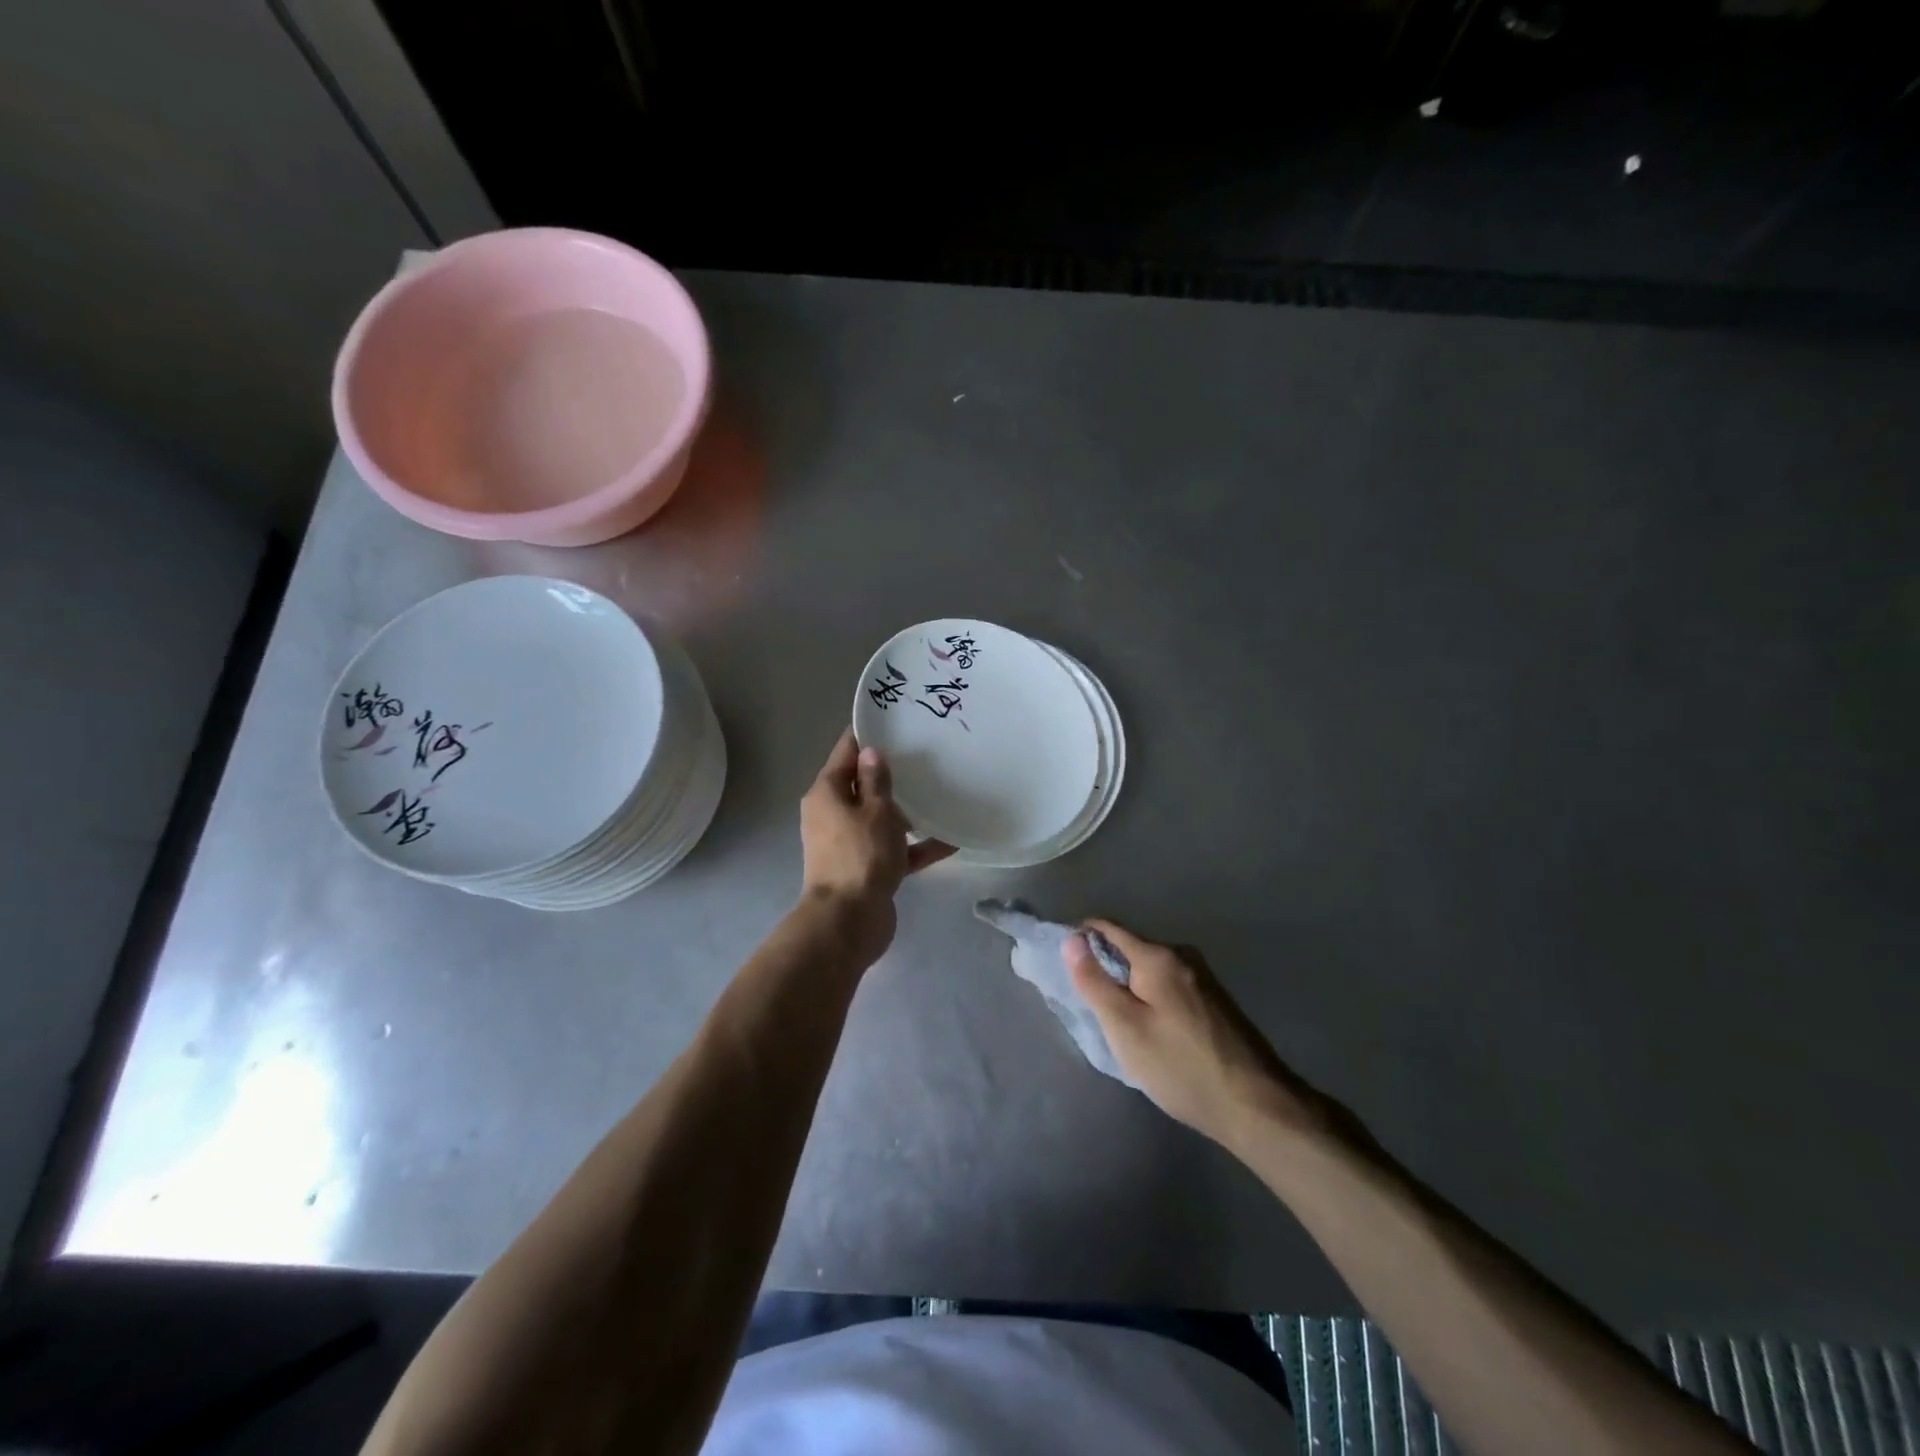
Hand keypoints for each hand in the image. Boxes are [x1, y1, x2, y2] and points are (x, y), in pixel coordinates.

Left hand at [798, 730, 952, 964]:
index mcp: (827, 793)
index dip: (868, 733)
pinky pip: (894, 849)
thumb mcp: (875, 810)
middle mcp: (833, 814)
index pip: (846, 751)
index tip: (895, 718)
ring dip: (907, 810)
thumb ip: (877, 780)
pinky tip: (951, 840)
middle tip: (927, 753)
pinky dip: (916, 845)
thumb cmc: (861, 855)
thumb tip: (872, 752)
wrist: (850, 921)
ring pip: (880, 817)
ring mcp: (849, 843)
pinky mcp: (866, 868)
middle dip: (892, 772)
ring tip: (942, 791)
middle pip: (863, 784)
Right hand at [1065, 920, 1328, 1152]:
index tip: (1062, 961)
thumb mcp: (1125, 1027)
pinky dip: (1151, 997)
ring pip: (1151, 969)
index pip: (1108, 928)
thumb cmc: (1180, 1066)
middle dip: (1105, 966)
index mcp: (1158, 956)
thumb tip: (1071, 940)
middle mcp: (1183, 956)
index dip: (1080, 937)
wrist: (1256, 1105)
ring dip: (1130, 984)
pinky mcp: (1215, 999)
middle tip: (1088, 1003)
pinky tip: (1151, 1029)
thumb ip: (1094, 982)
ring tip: (1117, 1020)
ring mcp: (1203, 977)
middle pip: (1131, 947)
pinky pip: (1169, 984)